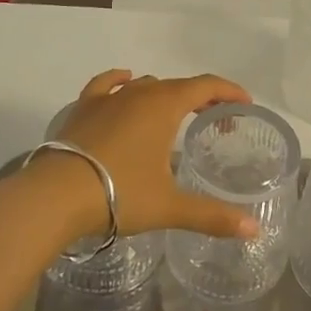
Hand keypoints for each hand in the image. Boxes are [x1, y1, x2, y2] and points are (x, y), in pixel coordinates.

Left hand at [34, 69, 258, 241]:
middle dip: (201, 98)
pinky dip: (121, 80)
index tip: (245, 103)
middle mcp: (138, 93)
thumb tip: (254, 230)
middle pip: (178, 85)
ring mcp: (108, 98)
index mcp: (164, 106)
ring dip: (165, 95)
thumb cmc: (120, 193)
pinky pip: (107, 84)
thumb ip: (213, 216)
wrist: (56, 195)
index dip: (229, 91)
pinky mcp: (83, 108)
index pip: (205, 86)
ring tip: (174, 115)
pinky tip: (126, 80)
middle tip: (215, 119)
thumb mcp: (170, 206)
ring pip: (145, 85)